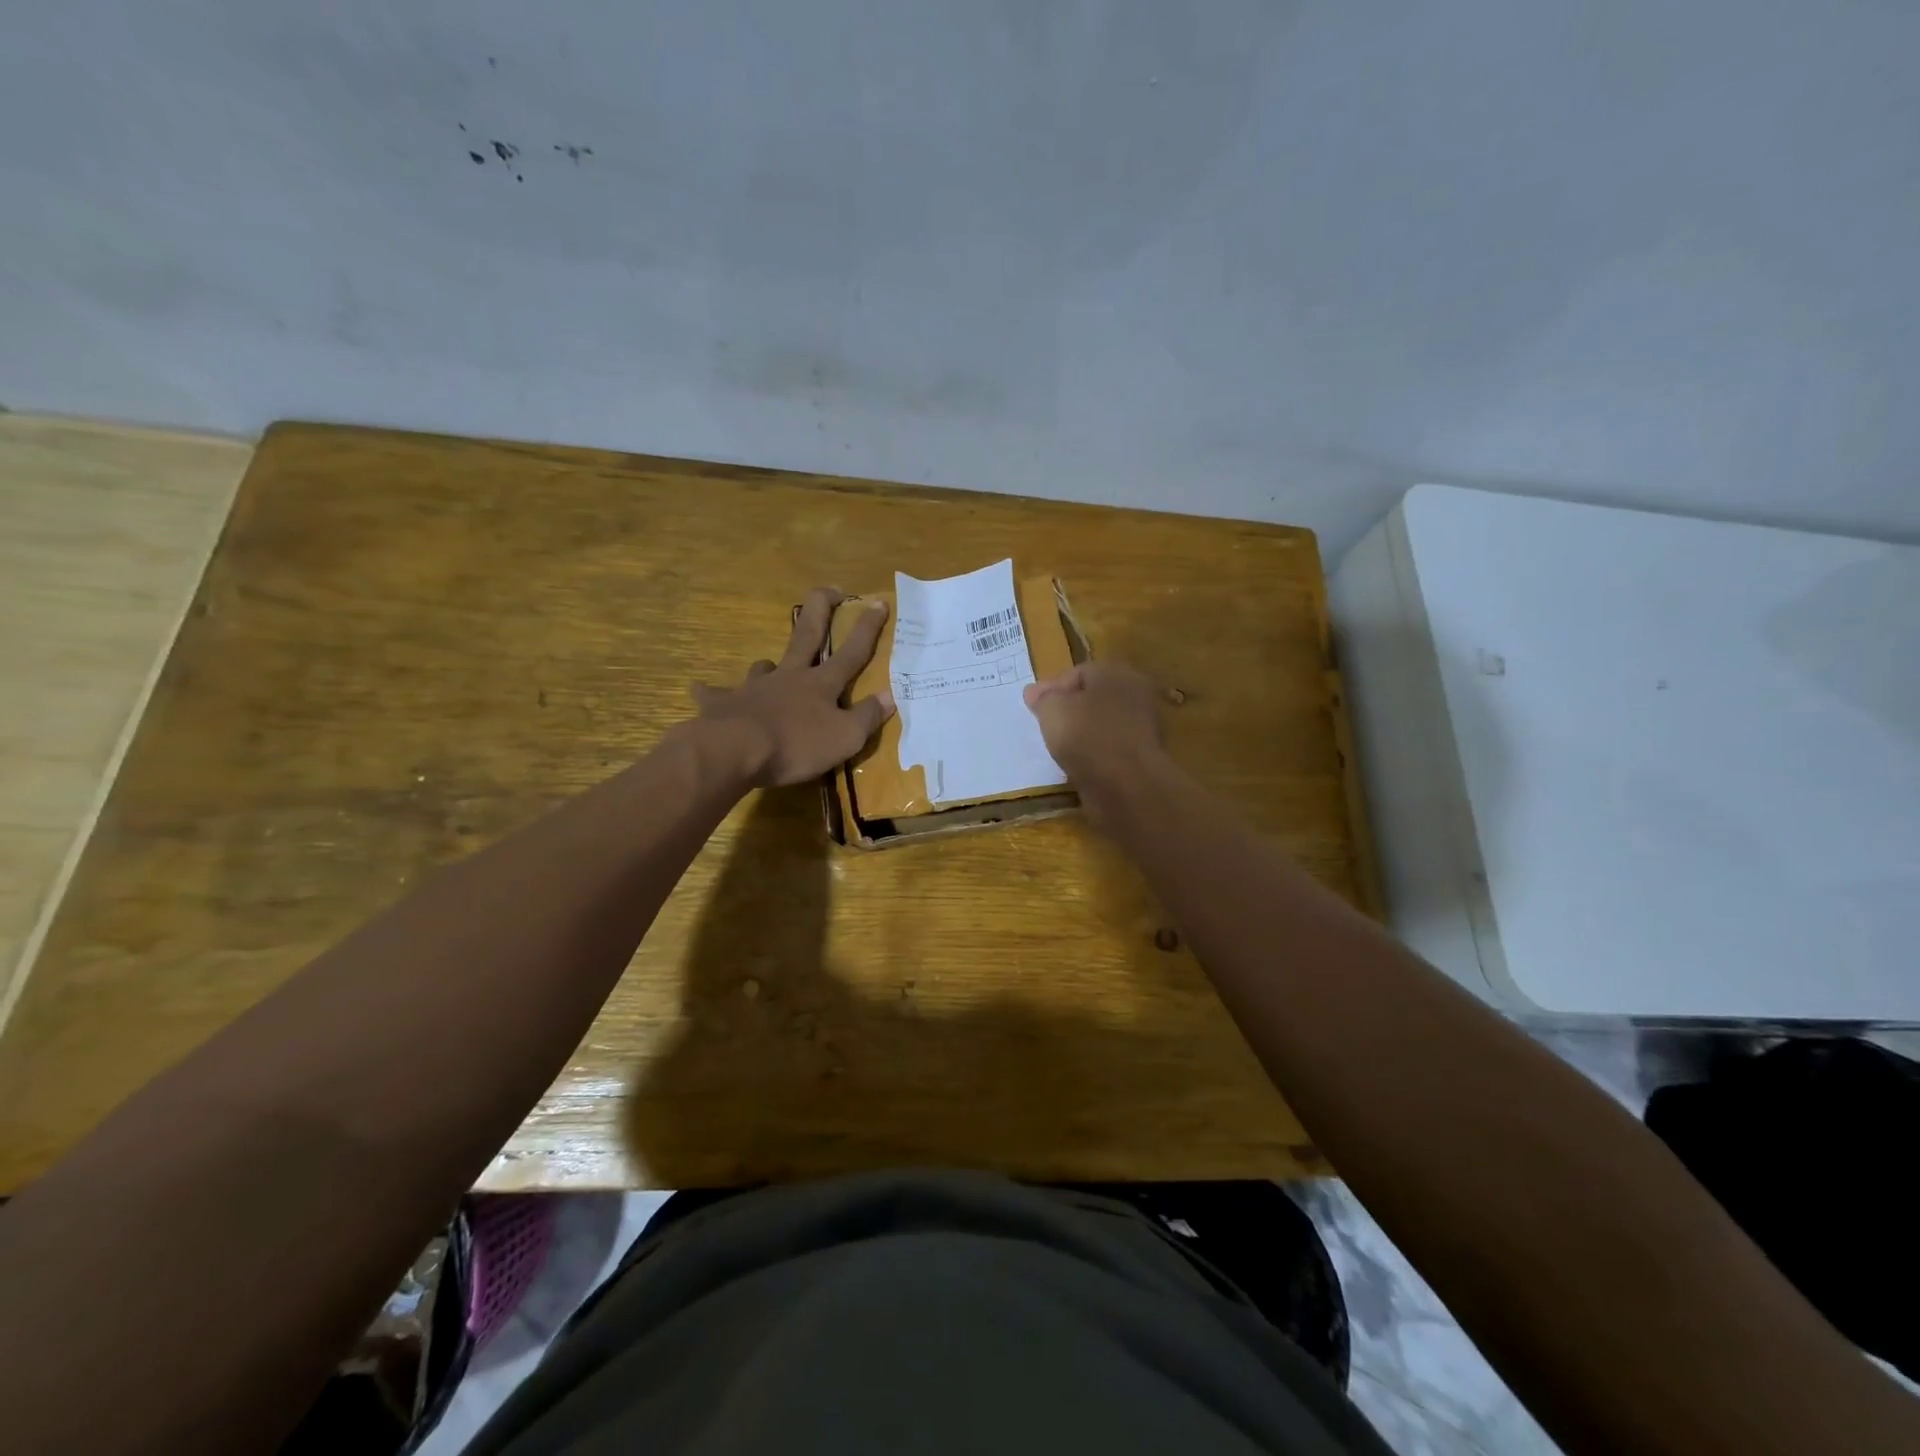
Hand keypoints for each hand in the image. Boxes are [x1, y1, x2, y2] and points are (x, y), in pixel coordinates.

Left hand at [692, 588, 894, 786]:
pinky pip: (715, 694)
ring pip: (764, 666)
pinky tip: (702, 690)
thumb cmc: (797, 745)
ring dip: (769, 664)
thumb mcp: (845, 738)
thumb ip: (867, 717)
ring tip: (769, 666)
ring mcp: (753, 687)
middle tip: (828, 590)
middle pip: (806, 636)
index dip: (867, 628)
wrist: (735, 750)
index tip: (878, 602)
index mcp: (820, 684)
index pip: (851, 652)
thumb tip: (889, 697)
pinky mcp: (723, 704)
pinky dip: (711, 692)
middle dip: (820, 610)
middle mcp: (788, 677)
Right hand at [1023, 661, 1171, 818]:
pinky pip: (1109, 750)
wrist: (1126, 786)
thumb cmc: (1087, 735)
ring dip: (1081, 735)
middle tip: (1045, 726)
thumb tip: (1035, 692)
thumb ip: (1043, 698)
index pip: (1079, 673)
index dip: (1053, 689)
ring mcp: (1143, 728)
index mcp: (1117, 673)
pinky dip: (1093, 755)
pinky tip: (1077, 765)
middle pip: (1093, 698)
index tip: (1034, 709)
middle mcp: (1136, 695)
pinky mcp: (1141, 758)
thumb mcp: (1052, 709)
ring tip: (1058, 748)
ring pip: (1102, 725)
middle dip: (1068, 711)